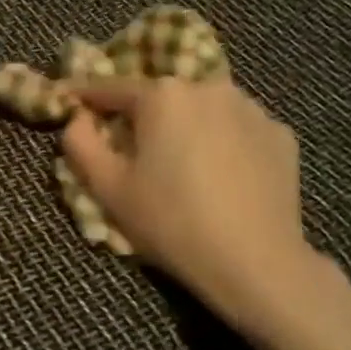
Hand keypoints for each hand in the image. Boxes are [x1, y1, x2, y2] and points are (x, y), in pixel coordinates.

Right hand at [60, 77, 350, 347]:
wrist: (255, 262)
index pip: (111, 89)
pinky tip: (221, 178)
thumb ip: (80, 143)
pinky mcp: (280, 135)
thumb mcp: (107, 187)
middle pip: (161, 99)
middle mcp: (208, 87)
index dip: (86, 98)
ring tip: (181, 166)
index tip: (70, 102)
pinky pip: (237, 130)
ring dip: (185, 128)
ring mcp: (251, 109)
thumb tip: (77, 118)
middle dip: (141, 118)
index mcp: (162, 95)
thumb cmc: (170, 221)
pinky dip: (223, 144)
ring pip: (202, 111)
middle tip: (131, 151)